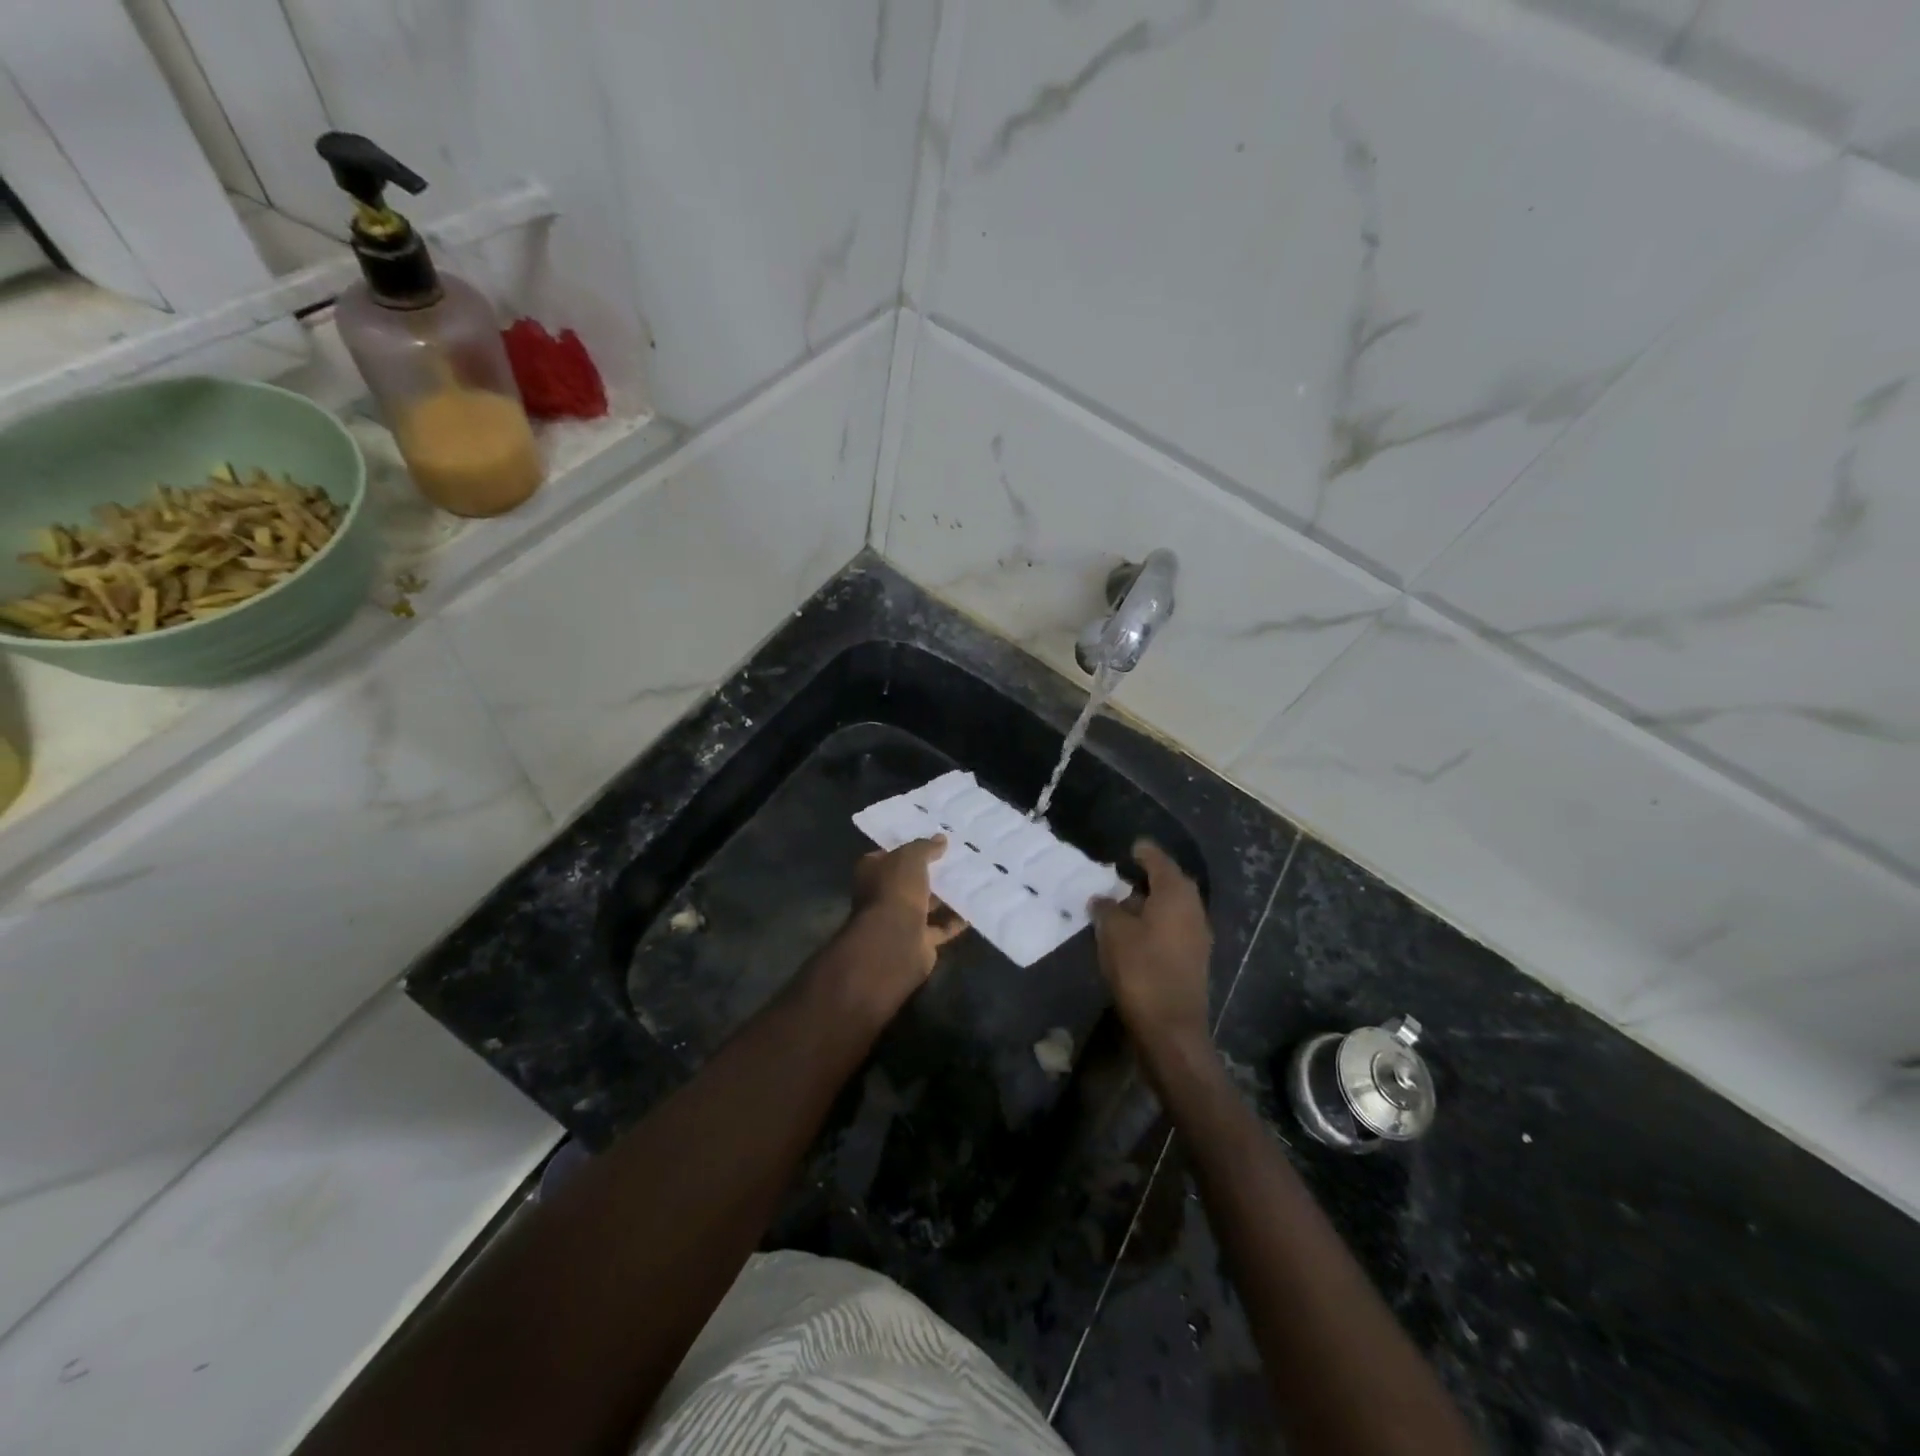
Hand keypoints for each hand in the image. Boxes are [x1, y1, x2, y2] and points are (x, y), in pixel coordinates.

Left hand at [835, 837, 966, 1011]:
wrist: (895, 941)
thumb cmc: (896, 890)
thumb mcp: (910, 857)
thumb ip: (925, 847)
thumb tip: (940, 839)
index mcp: (872, 872)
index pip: (889, 855)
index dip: (909, 847)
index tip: (932, 841)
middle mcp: (882, 896)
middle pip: (909, 880)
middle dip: (930, 873)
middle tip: (958, 859)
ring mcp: (900, 920)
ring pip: (926, 904)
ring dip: (945, 897)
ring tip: (971, 880)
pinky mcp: (918, 941)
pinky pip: (940, 928)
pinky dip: (955, 921)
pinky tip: (974, 908)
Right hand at [1091, 840, 1212, 1058]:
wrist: (1170, 1027)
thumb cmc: (1141, 970)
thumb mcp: (1113, 933)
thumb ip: (1107, 909)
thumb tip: (1103, 898)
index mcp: (1175, 895)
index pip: (1159, 861)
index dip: (1144, 852)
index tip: (1132, 846)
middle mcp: (1193, 909)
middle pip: (1171, 883)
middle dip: (1150, 876)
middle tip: (1125, 873)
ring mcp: (1197, 936)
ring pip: (1174, 907)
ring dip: (1152, 901)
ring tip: (1125, 902)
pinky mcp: (1194, 959)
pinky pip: (1174, 927)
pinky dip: (1157, 921)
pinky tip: (1137, 930)